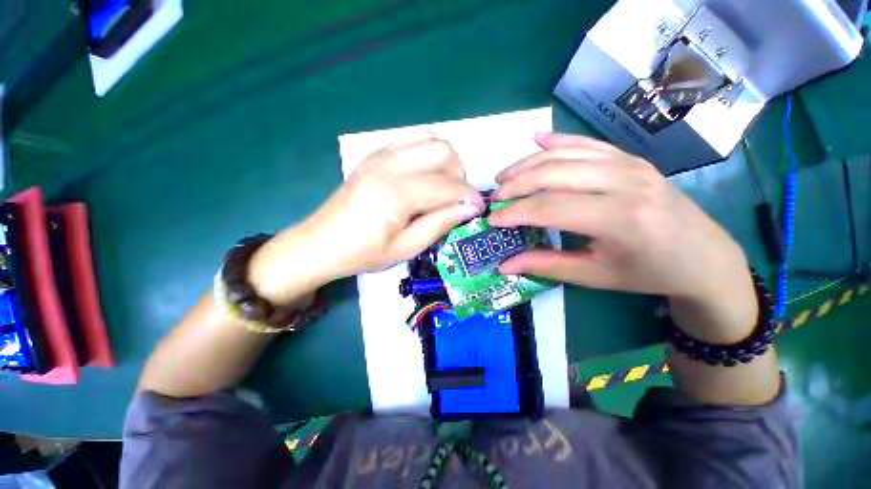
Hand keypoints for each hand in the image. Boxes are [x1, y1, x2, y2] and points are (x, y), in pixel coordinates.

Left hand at [249, 132, 483, 302]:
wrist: (321, 243)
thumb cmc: (363, 253)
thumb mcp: (406, 248)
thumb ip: (440, 223)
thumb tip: (470, 207)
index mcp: (396, 193)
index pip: (448, 186)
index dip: (469, 197)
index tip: (478, 209)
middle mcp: (389, 165)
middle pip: (443, 151)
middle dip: (459, 174)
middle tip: (455, 199)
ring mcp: (379, 155)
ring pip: (429, 139)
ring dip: (444, 162)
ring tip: (440, 187)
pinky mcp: (373, 155)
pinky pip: (409, 140)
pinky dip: (424, 154)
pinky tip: (421, 176)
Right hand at [489, 132, 757, 342]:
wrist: (704, 256)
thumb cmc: (648, 272)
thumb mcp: (594, 276)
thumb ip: (546, 266)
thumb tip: (505, 265)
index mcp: (621, 219)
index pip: (551, 208)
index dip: (515, 213)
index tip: (492, 220)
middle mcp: (626, 182)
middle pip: (554, 173)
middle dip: (516, 184)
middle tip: (495, 198)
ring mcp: (630, 164)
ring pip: (566, 154)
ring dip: (528, 163)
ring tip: (504, 177)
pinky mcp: (631, 158)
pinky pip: (587, 143)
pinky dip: (558, 140)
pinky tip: (536, 139)